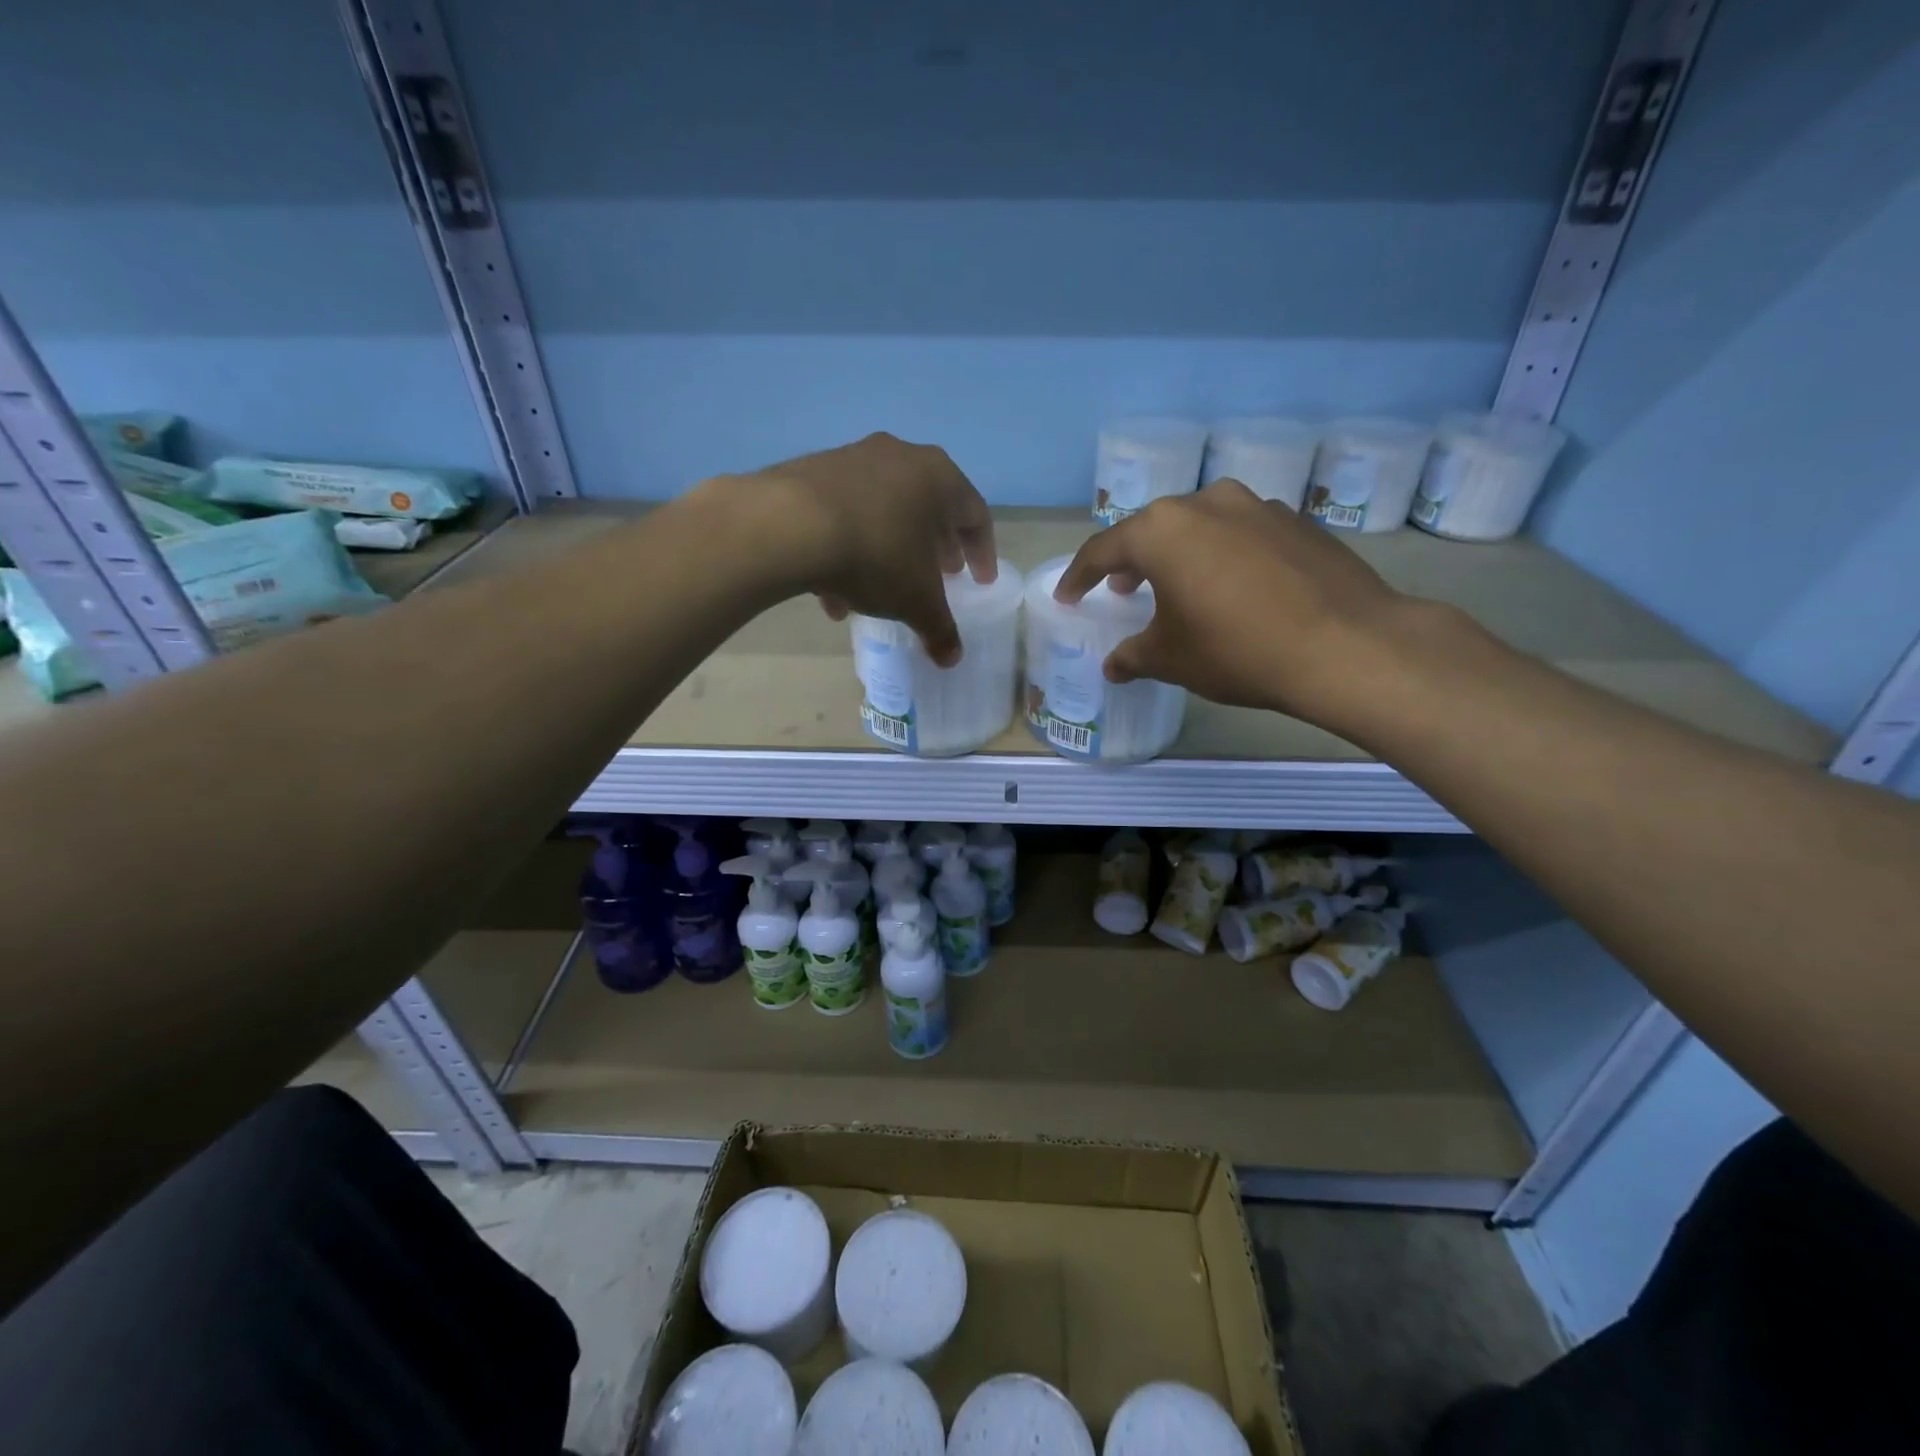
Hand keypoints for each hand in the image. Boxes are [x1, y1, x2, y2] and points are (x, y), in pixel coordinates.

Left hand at [744, 433, 995, 665]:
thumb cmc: (875, 555)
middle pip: (929, 507)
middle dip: (936, 547)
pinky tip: (834, 592)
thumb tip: (951, 658)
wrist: (787, 526)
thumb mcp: (916, 601)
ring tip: (882, 592)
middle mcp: (900, 456)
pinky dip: (848, 548)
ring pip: (883, 511)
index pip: (975, 516)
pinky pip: (844, 513)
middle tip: (941, 576)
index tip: (980, 582)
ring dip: (889, 550)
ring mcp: (853, 458)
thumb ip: (940, 628)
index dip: (982, 553)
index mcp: (938, 477)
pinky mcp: (812, 470)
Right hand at [1053, 479, 1411, 726]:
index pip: (1103, 550)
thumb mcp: (1171, 659)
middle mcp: (1205, 503)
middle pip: (1152, 529)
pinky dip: (1223, 554)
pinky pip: (1241, 532)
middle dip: (1131, 560)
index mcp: (1162, 531)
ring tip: (1179, 585)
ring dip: (1180, 552)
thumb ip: (1133, 656)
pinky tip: (1234, 586)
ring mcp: (1256, 505)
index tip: (1069, 596)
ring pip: (1200, 524)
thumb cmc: (1237, 649)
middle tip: (1123, 590)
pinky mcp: (1295, 520)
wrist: (1346, 645)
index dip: (1080, 576)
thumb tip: (1115, 666)